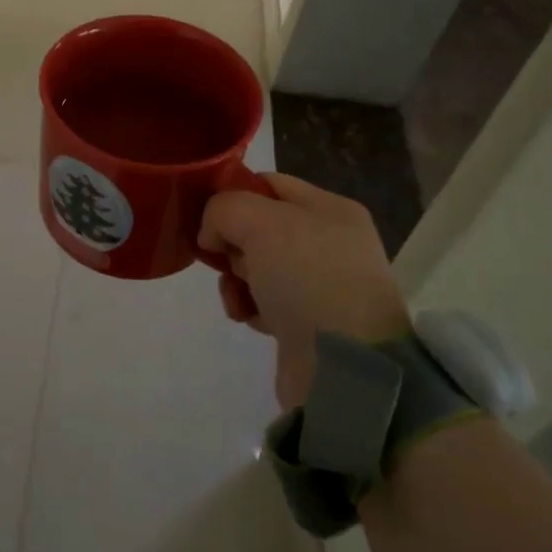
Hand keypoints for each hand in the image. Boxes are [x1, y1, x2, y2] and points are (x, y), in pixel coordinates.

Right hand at [198, 173, 407, 412]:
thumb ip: (224, 209)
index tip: (204, 215)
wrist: (347, 367)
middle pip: (259, 226)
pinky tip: (245, 316)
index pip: (268, 184)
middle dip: (232, 241)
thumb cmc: (308, 279)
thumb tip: (212, 235)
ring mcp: (322, 285)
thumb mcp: (260, 223)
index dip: (232, 194)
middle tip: (226, 258)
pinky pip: (263, 301)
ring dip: (234, 277)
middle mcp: (330, 242)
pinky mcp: (309, 323)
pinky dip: (247, 305)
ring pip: (256, 265)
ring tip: (236, 294)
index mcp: (331, 209)